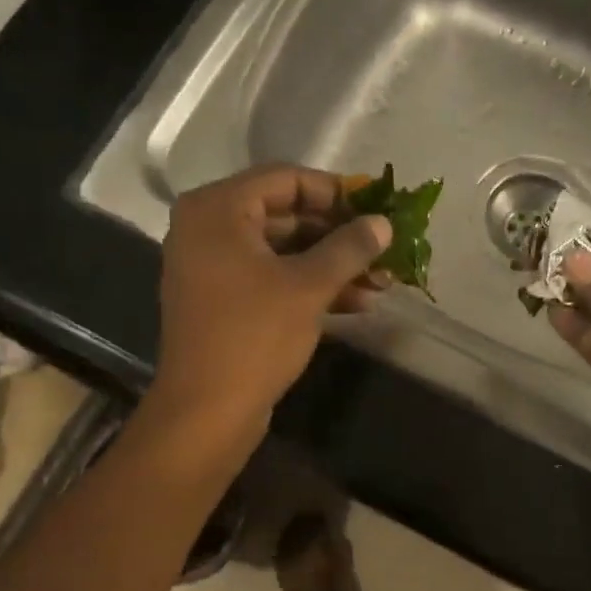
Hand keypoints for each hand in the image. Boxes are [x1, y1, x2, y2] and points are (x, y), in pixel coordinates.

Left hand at [148, 164, 391, 449]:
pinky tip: (357, 303)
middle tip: (383, 249)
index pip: (286, 179)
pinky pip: (272, 280)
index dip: (336, 192)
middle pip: (286, 215)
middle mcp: (208, 229)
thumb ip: (349, 248)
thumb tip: (383, 223)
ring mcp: (213, 268)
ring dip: (332, 265)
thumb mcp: (309, 287)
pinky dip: (310, 287)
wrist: (207, 411)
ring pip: (283, 252)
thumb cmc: (254, 336)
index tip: (376, 210)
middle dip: (339, 236)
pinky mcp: (224, 302)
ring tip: (382, 282)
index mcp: (218, 209)